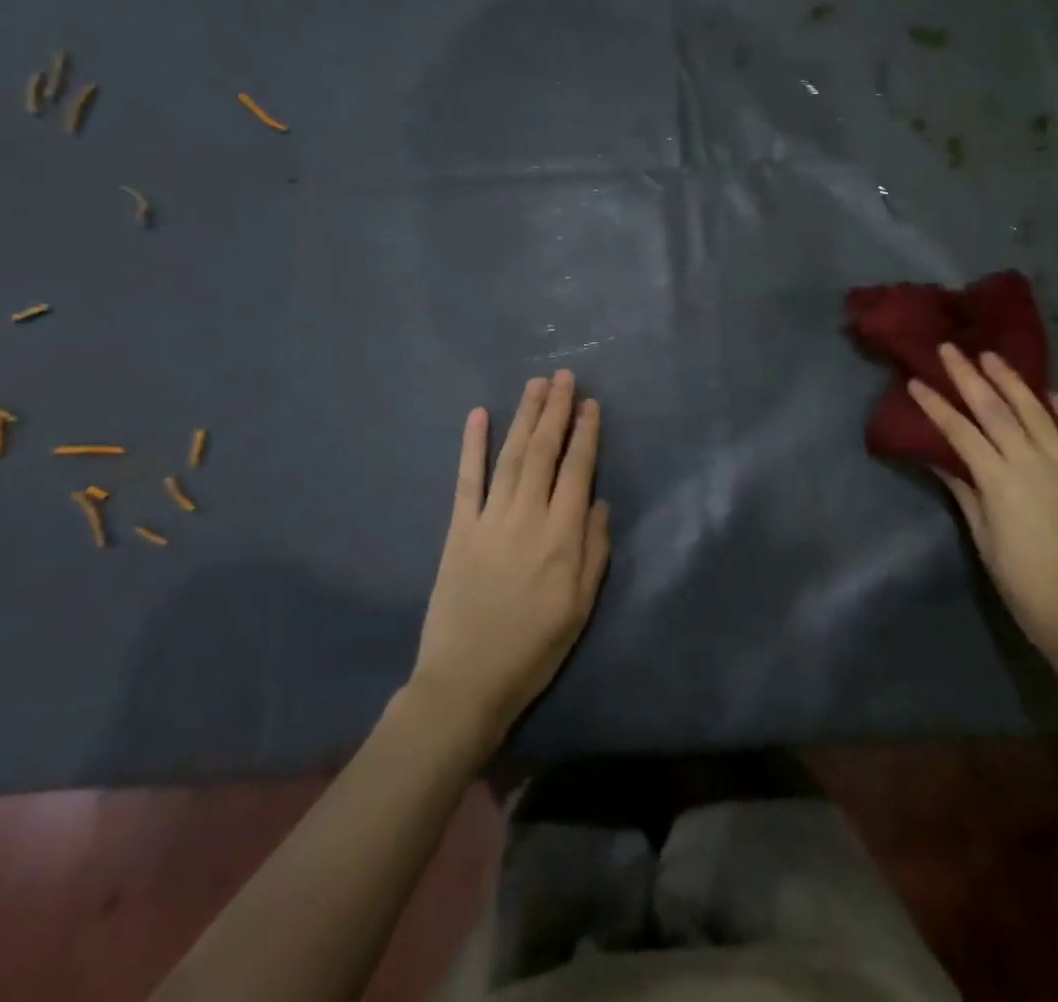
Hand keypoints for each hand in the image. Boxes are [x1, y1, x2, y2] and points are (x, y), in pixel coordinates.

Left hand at [409, 371, 610, 746]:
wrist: (466, 681)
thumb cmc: (534, 648)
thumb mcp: (581, 607)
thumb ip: (595, 550)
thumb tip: (598, 500)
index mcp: (562, 536)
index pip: (577, 469)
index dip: (585, 433)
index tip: (590, 403)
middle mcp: (527, 515)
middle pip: (544, 451)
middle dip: (556, 410)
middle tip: (564, 376)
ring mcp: (489, 518)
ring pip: (511, 455)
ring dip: (524, 416)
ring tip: (536, 384)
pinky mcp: (458, 528)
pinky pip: (466, 479)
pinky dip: (472, 445)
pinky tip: (478, 414)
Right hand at [908, 346, 1057, 679]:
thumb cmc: (1028, 589)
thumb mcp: (986, 542)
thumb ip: (966, 495)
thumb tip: (942, 460)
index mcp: (999, 482)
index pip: (960, 432)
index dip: (936, 405)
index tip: (915, 381)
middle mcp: (1033, 463)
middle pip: (996, 410)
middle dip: (969, 377)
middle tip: (949, 349)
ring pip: (1036, 413)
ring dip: (1012, 382)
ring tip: (991, 356)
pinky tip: (1050, 393)